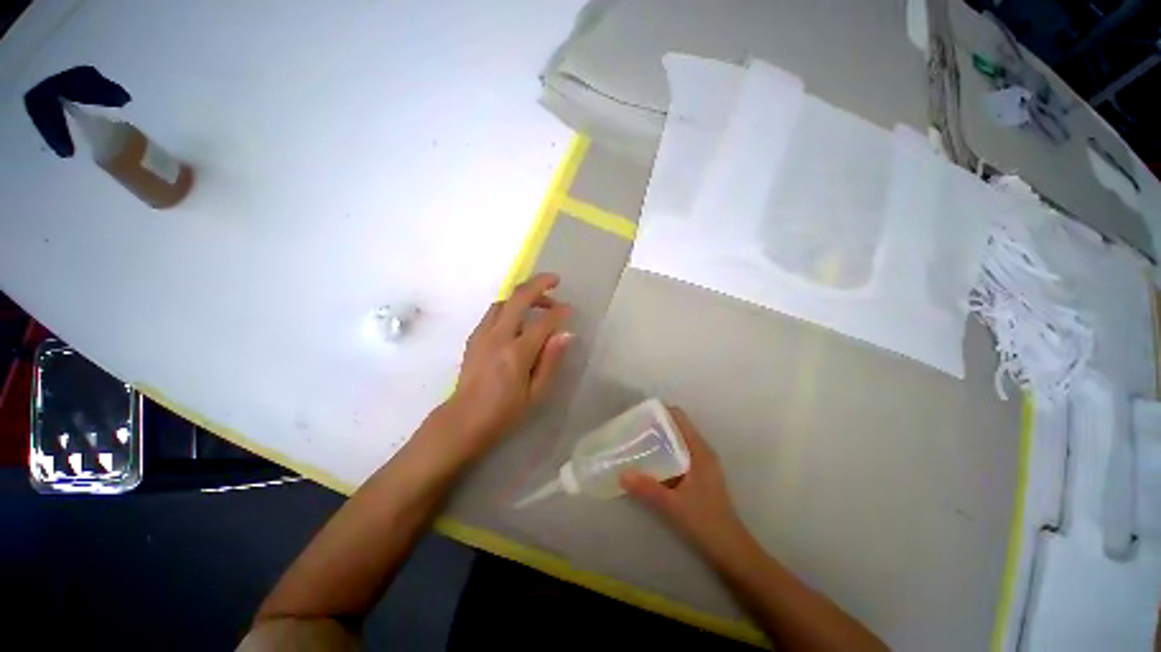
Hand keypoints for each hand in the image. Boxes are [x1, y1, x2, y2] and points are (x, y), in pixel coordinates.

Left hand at [445, 273, 572, 458]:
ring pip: (504, 300)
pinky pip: (494, 312)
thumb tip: (565, 334)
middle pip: (518, 297)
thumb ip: (550, 360)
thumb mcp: (535, 392)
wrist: (463, 420)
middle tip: (555, 280)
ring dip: (524, 295)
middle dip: (539, 283)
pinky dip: (510, 306)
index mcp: (516, 353)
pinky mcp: (474, 337)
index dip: (560, 312)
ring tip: (539, 304)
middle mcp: (497, 336)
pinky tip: (519, 319)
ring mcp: (482, 334)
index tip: (571, 310)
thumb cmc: (504, 412)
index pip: (544, 322)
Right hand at [620, 407, 747, 557]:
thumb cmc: (705, 522)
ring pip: (677, 441)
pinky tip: (649, 464)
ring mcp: (702, 463)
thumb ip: (647, 489)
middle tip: (632, 431)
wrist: (730, 549)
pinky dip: (664, 453)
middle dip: (655, 426)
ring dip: (659, 440)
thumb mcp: (672, 506)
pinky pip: (679, 454)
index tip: (639, 416)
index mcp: (700, 451)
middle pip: (677, 427)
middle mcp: (702, 452)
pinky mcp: (700, 475)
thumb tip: (621, 474)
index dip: (660, 412)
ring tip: (636, 444)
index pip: (679, 418)